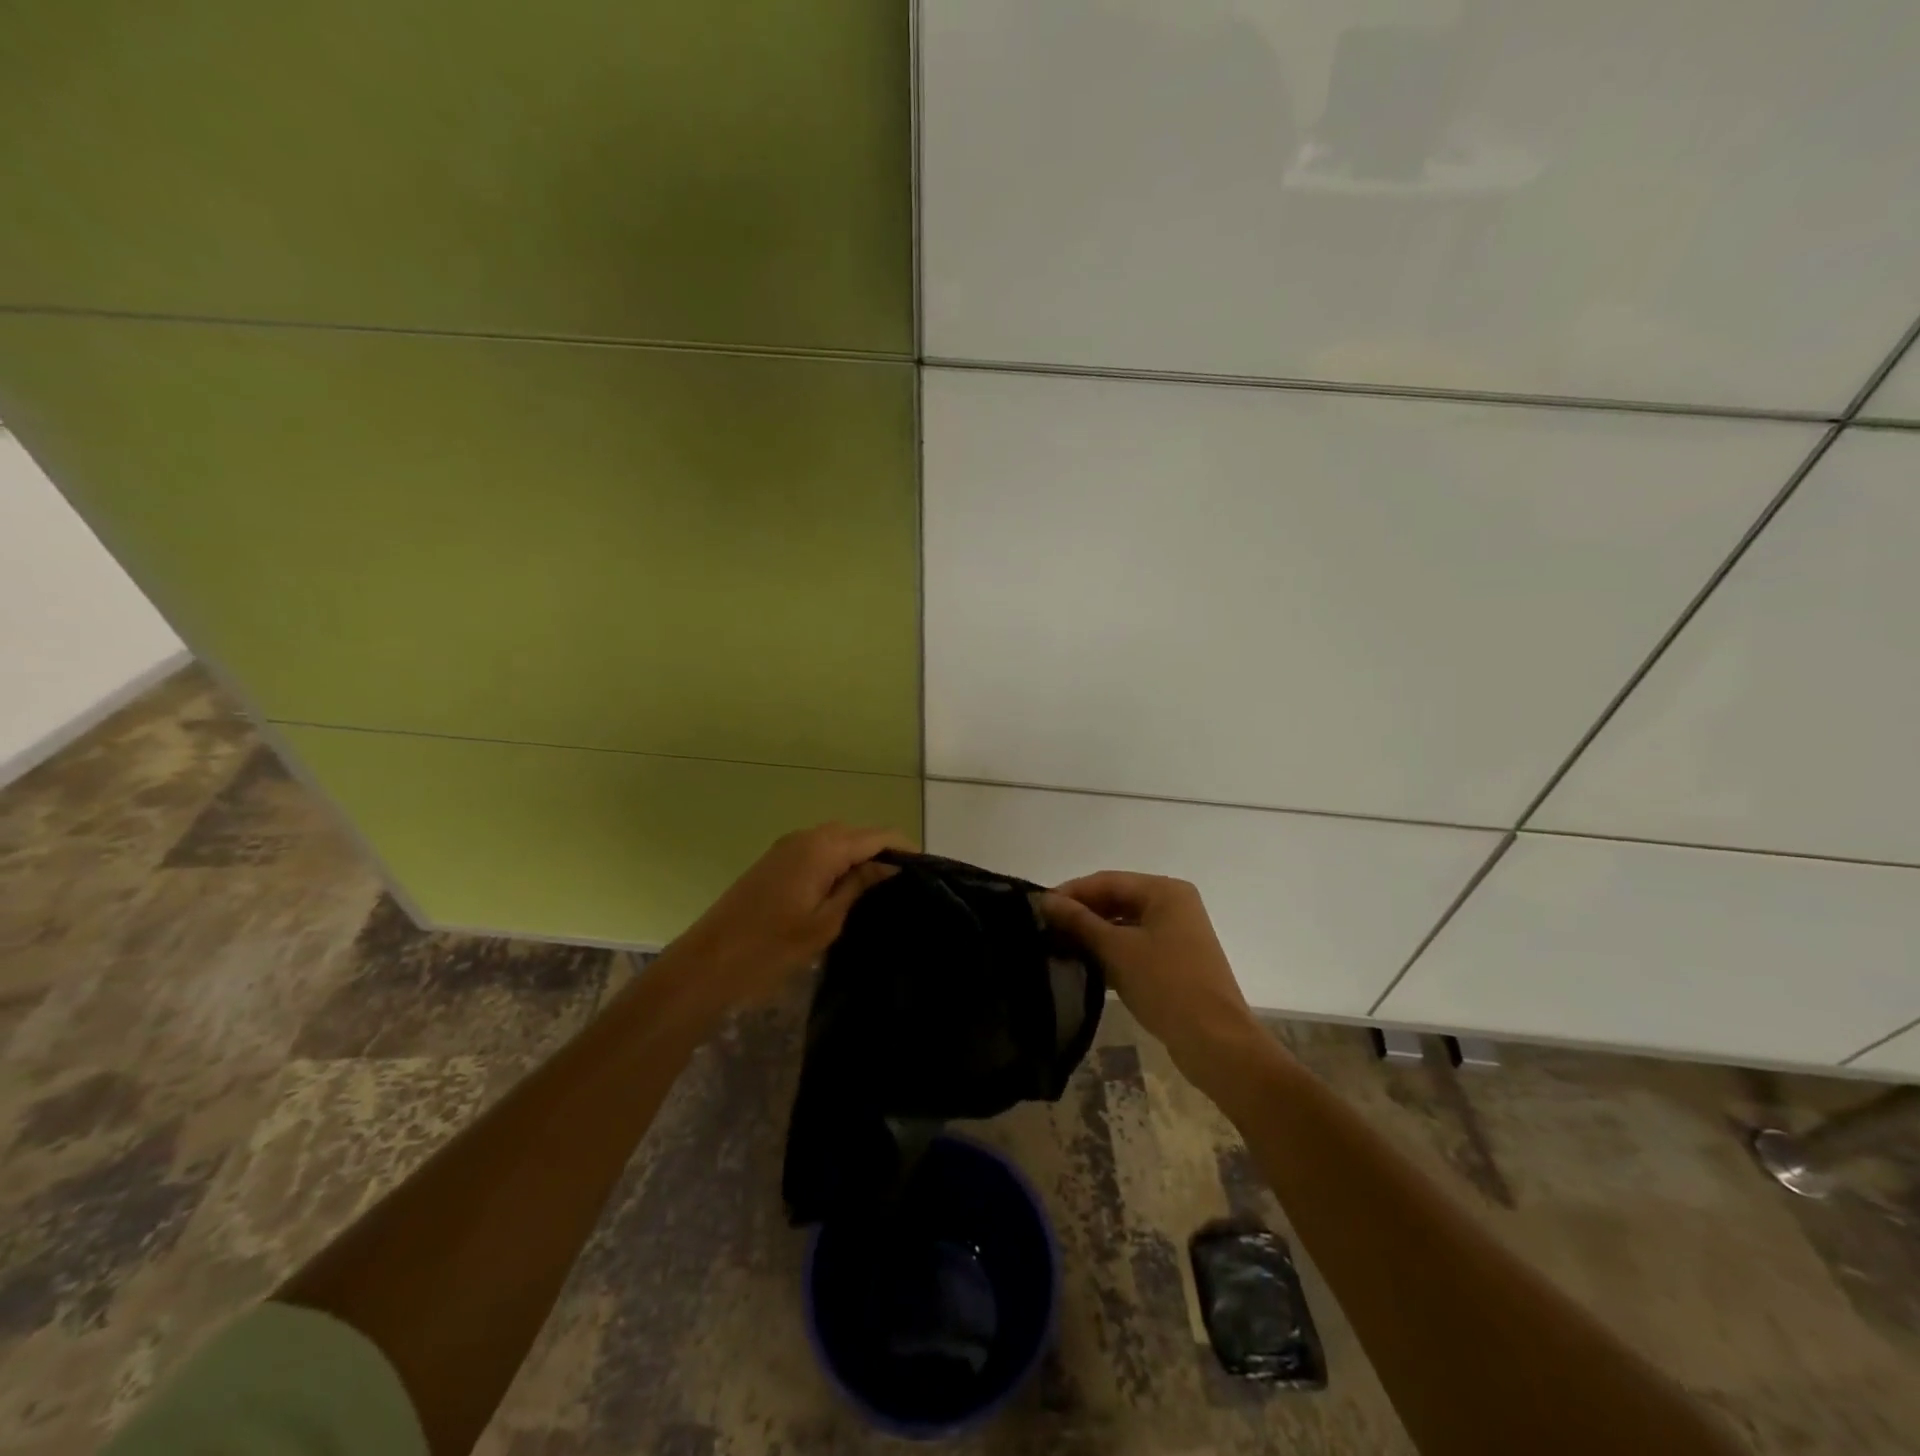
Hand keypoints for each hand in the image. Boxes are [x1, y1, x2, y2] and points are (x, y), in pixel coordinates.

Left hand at [661, 823, 911, 1016]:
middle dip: (883, 850)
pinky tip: (847, 887)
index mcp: (822, 848)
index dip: (904, 848)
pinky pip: (817, 850)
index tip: (927, 870)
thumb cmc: (771, 947)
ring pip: (836, 840)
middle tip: (906, 883)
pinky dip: (838, 861)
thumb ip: (858, 887)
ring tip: (882, 887)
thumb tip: (889, 866)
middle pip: (857, 833)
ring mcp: (787, 847)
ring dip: (859, 856)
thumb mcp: (825, 922)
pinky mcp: (775, 861)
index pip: (877, 836)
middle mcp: (806, 837)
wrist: (708, 962)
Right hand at [1041, 873, 1265, 1078]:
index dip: (1071, 893)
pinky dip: (1110, 952)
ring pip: (1124, 924)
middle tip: (1045, 930)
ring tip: (1057, 947)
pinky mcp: (1175, 960)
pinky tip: (1084, 965)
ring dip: (1093, 934)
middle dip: (1081, 914)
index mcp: (1165, 891)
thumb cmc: (1166, 984)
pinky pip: (1134, 945)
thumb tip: (1045, 901)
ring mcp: (1176, 934)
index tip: (1037, 909)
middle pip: (1116, 899)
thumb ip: (1079, 922)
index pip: (1107, 881)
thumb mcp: (1116, 950)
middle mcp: (1173, 904)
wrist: (1215, 1041)